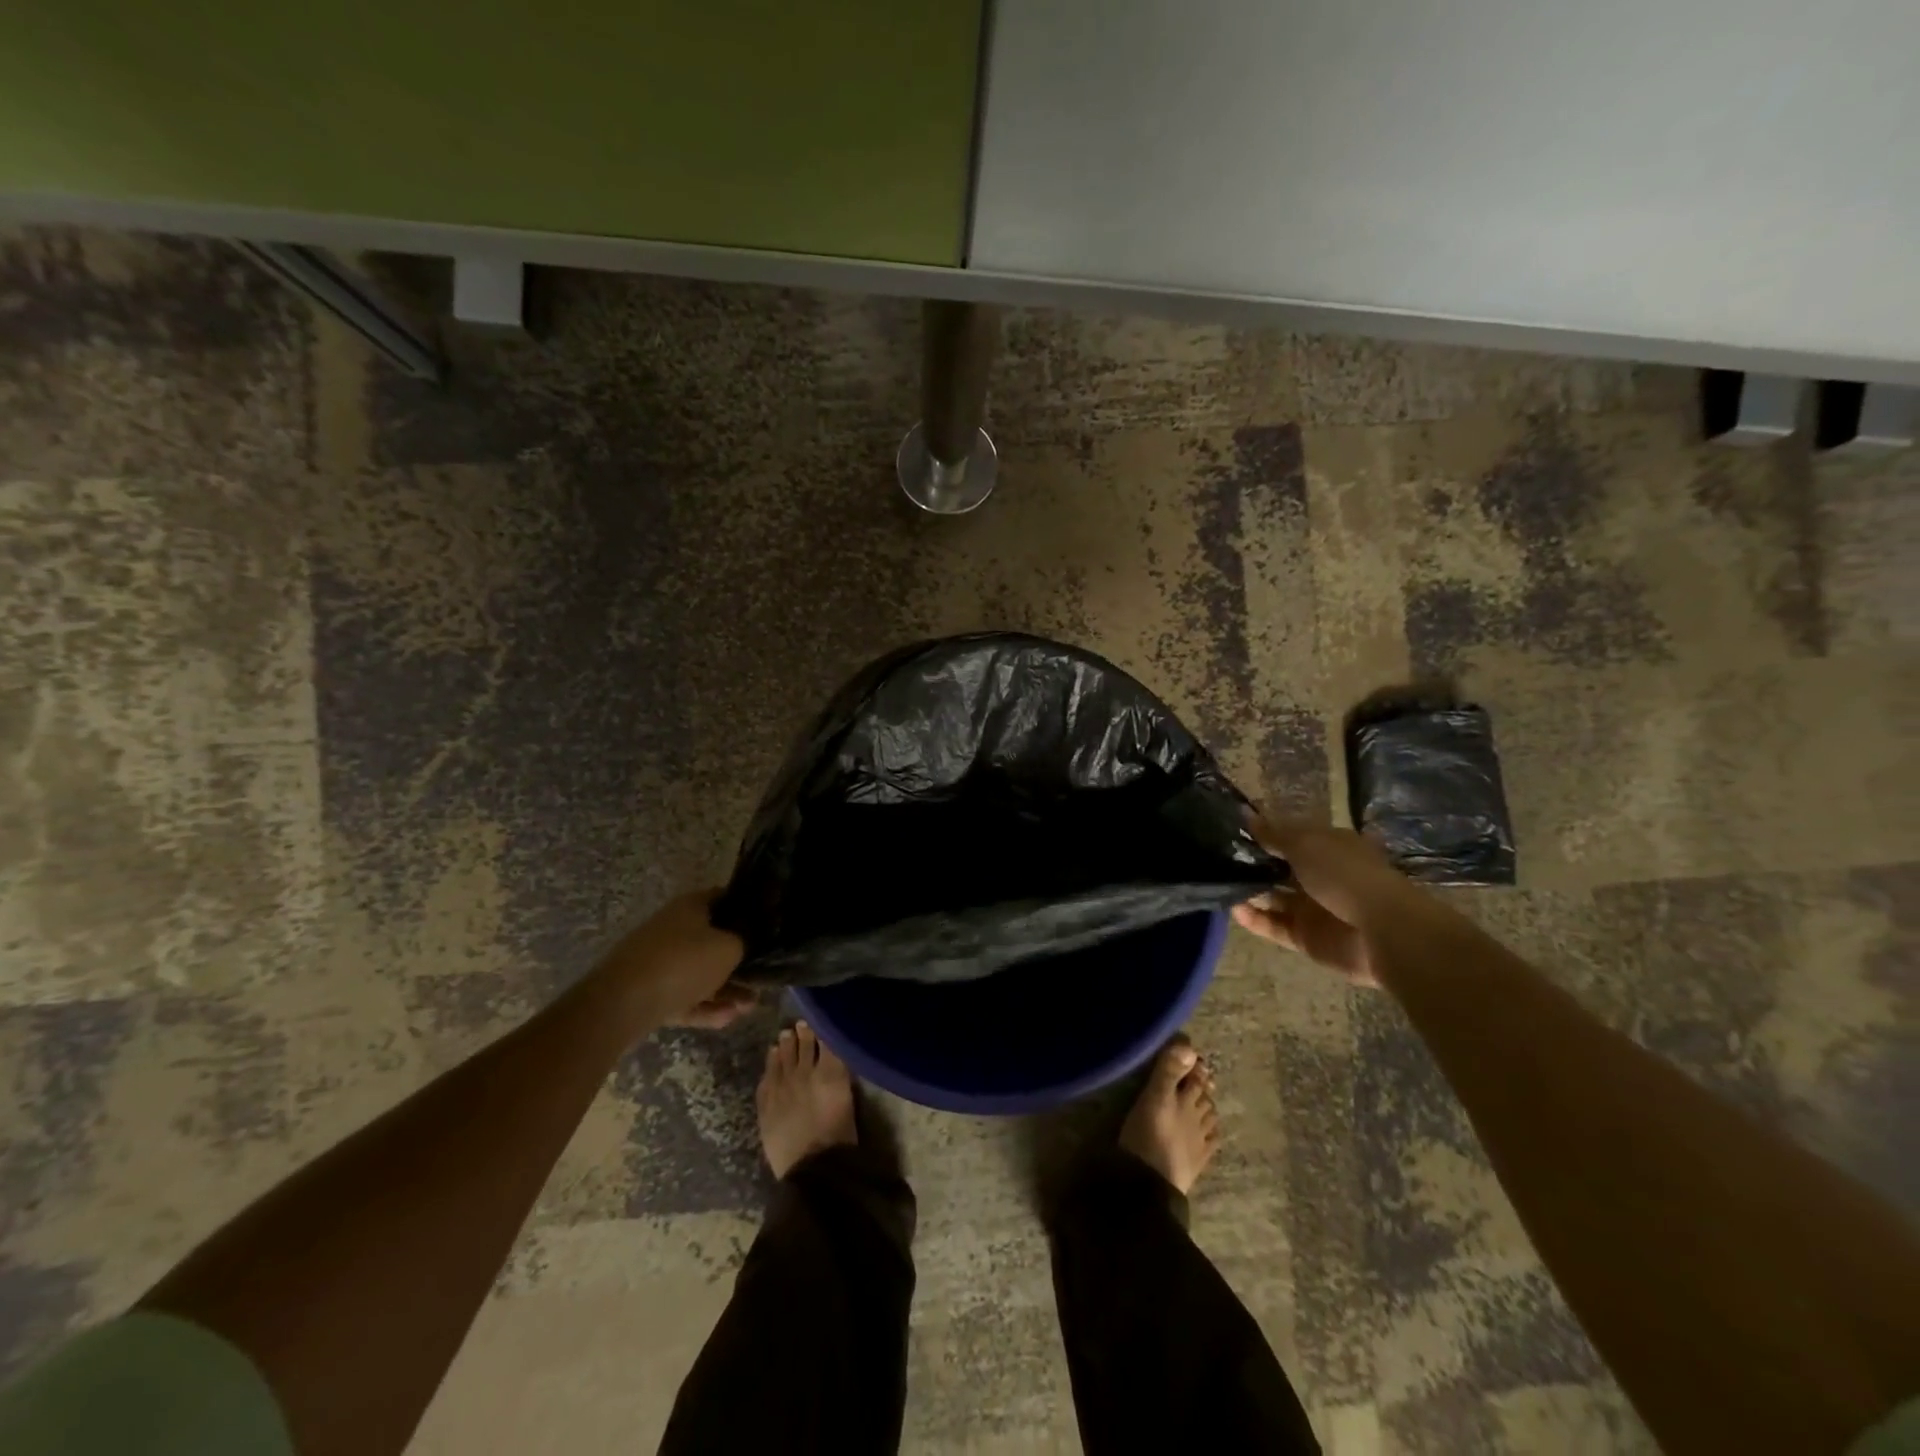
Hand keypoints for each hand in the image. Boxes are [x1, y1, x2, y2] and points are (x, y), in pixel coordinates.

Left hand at [593, 890, 751, 1029]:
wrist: (621, 1005)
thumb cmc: (683, 963)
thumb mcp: (729, 948)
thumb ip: (744, 944)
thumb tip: (744, 944)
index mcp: (690, 906)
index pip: (725, 898)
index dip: (747, 909)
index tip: (766, 927)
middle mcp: (673, 928)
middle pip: (712, 940)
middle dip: (738, 961)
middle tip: (761, 977)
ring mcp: (657, 961)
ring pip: (699, 973)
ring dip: (726, 989)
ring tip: (748, 1007)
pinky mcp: (647, 992)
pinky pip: (683, 996)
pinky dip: (704, 1006)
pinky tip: (727, 1019)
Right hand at [1232, 817, 1434, 987]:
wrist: (1382, 932)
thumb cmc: (1345, 875)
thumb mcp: (1305, 844)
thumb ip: (1273, 834)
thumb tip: (1247, 816)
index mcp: (1327, 847)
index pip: (1290, 836)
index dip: (1263, 833)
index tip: (1230, 830)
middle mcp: (1319, 875)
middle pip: (1278, 867)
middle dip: (1251, 863)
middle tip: (1216, 857)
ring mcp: (1312, 908)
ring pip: (1273, 897)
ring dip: (1249, 891)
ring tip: (1218, 882)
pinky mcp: (1305, 937)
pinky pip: (1273, 926)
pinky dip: (1254, 918)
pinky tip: (1233, 908)